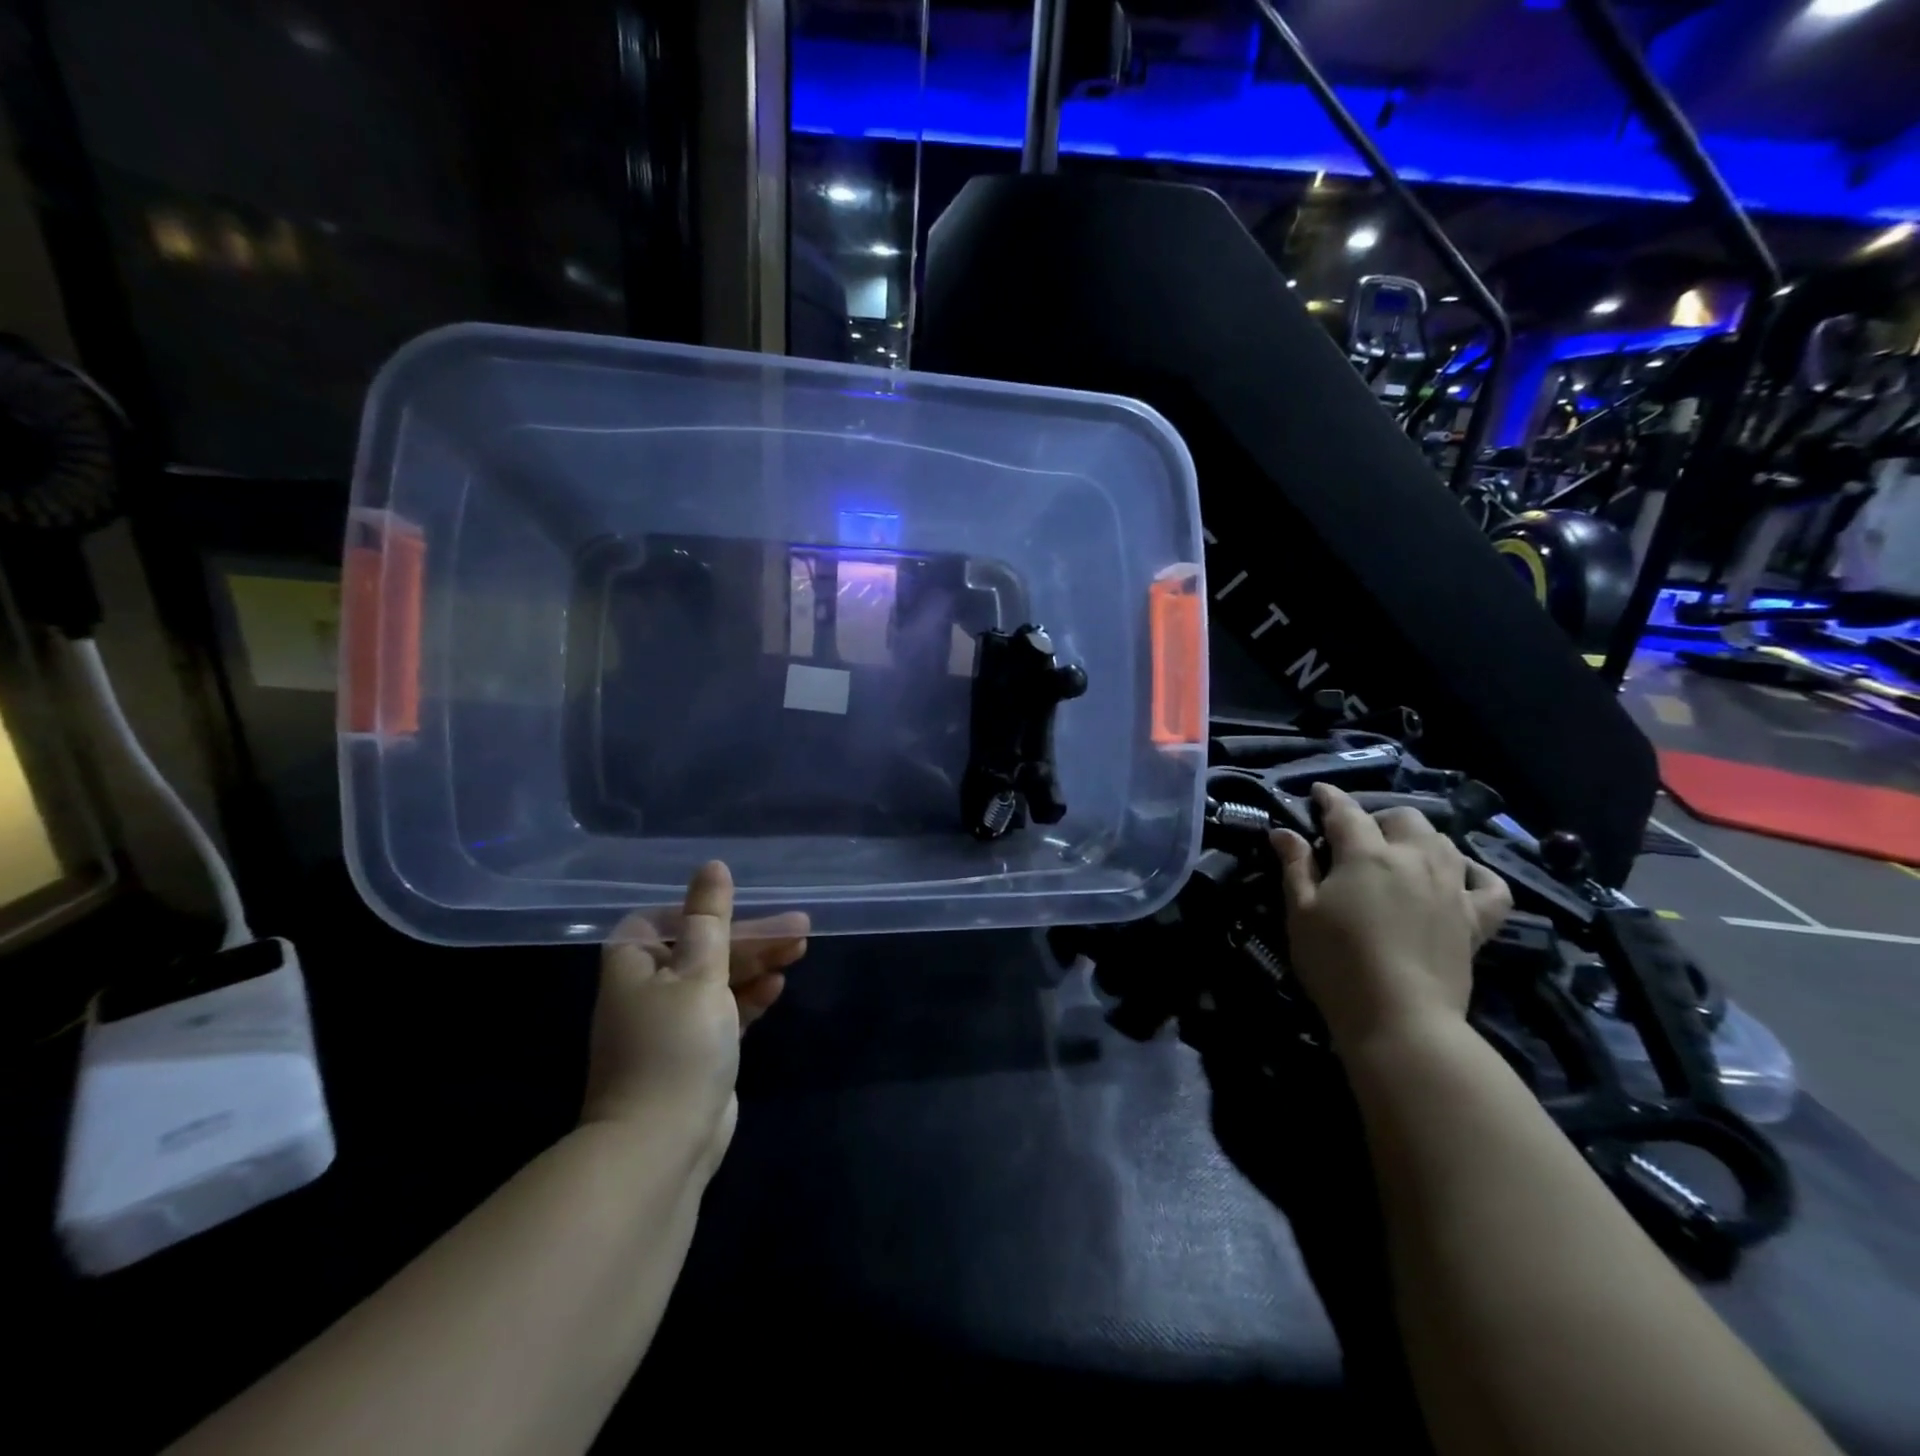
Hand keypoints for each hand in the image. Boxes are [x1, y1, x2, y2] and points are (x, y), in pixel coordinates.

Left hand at [581, 861, 808, 1162]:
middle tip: (799, 929)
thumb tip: (712, 866)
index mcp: (635, 963)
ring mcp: (671, 1024)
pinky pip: (725, 1010)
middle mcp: (647, 989)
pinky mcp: (695, 1052)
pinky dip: (749, 996)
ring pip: (719, 979)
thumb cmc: (677, 1046)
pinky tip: (777, 987)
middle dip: (751, 938)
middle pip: (703, 948)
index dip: (705, 911)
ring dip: (757, 963)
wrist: (661, 1145)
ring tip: (799, 949)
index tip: (744, 909)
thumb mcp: (700, 972)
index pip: (666, 920)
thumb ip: (711, 918)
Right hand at [1272, 783, 1509, 1055]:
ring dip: (1420, 838)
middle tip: (1358, 837)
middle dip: (1379, 818)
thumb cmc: (1337, 962)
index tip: (1318, 792)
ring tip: (1402, 853)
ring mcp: (1451, 888)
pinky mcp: (1476, 921)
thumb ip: (1296, 866)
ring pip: (1444, 842)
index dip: (1330, 798)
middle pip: (1403, 818)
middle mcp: (1414, 860)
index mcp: (1366, 854)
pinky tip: (1461, 877)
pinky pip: (1491, 886)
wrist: (1400, 1019)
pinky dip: (1477, 875)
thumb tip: (1284, 832)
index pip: (1345, 812)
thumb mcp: (1300, 912)